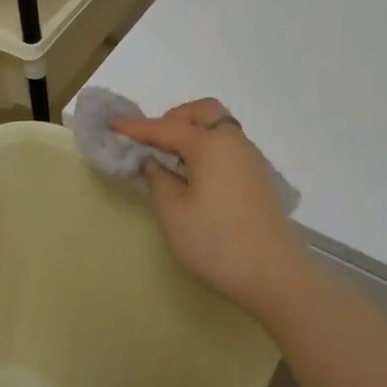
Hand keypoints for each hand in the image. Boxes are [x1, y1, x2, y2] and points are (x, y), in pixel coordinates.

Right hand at [109, 98, 306, 319]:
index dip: (136, 126)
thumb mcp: (173, 213)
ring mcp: (251, 159)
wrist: (275, 274)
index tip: (112, 122)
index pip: (165, 128)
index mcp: (209, 144)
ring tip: (173, 161)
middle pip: (203, 112)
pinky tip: (197, 177)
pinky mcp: (259, 178)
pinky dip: (209, 149)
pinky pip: (229, 147)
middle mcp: (233, 142)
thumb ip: (158, 180)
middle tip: (155, 142)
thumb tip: (154, 162)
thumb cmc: (217, 241)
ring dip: (194, 133)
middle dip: (175, 118)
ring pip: (219, 129)